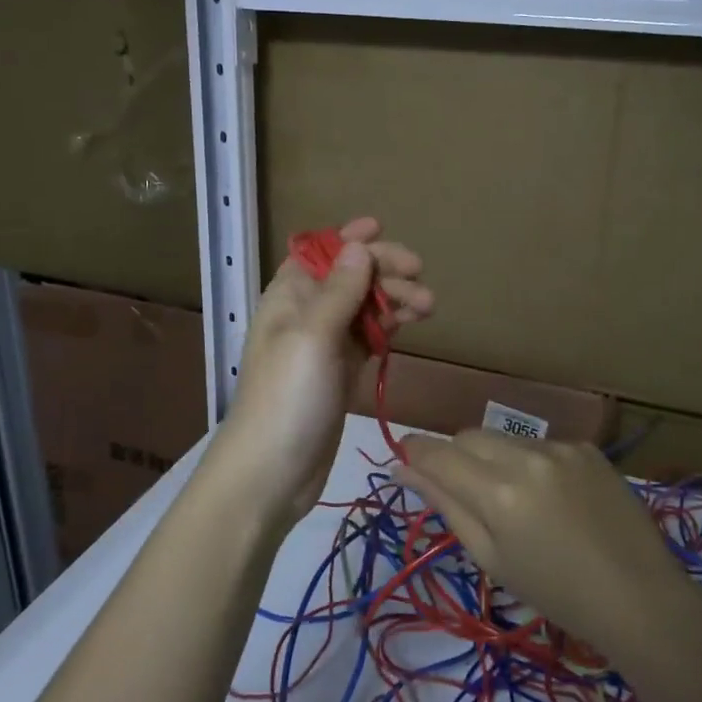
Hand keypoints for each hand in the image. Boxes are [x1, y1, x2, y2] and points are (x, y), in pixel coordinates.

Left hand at [212, 217, 431, 520]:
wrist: (272, 473)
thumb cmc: (287, 397)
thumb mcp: (312, 336)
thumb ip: (338, 291)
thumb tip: (358, 245)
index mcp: (289, 297)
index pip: (319, 253)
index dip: (347, 239)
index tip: (382, 228)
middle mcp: (306, 314)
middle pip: (348, 277)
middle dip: (383, 271)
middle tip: (420, 278)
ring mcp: (325, 345)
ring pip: (364, 307)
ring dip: (394, 299)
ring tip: (429, 305)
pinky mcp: (341, 373)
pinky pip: (368, 337)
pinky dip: (389, 327)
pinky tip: (412, 323)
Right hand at [392, 430, 694, 658]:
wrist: (638, 596)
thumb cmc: (556, 593)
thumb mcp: (491, 558)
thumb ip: (446, 506)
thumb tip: (403, 469)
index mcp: (498, 493)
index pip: (438, 454)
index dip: (414, 451)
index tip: (402, 454)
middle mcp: (526, 457)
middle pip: (468, 436)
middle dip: (453, 454)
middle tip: (460, 488)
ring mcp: (560, 447)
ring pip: (504, 438)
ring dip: (493, 458)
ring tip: (514, 500)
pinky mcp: (586, 447)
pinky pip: (540, 444)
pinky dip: (531, 463)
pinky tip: (552, 496)